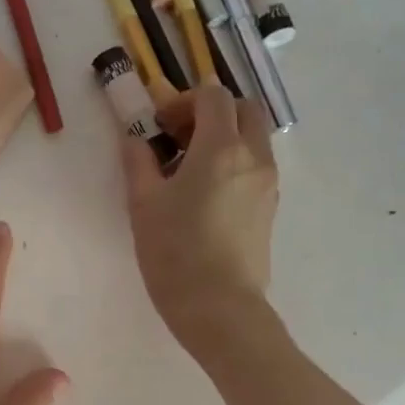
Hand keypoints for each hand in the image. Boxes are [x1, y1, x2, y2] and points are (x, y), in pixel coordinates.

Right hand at [120, 84, 279, 357]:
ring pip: (254, 139)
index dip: (184, 101)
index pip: (213, 96)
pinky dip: (235, 163)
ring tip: (190, 170)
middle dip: (213, 112)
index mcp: (221, 148)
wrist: (220, 308)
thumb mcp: (144, 204)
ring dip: (225, 138)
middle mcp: (254, 157)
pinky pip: (256, 167)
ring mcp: (267, 184)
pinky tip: (206, 195)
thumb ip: (139, 162)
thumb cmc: (175, 253)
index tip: (160, 125)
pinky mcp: (270, 208)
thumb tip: (135, 140)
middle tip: (180, 138)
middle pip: (245, 109)